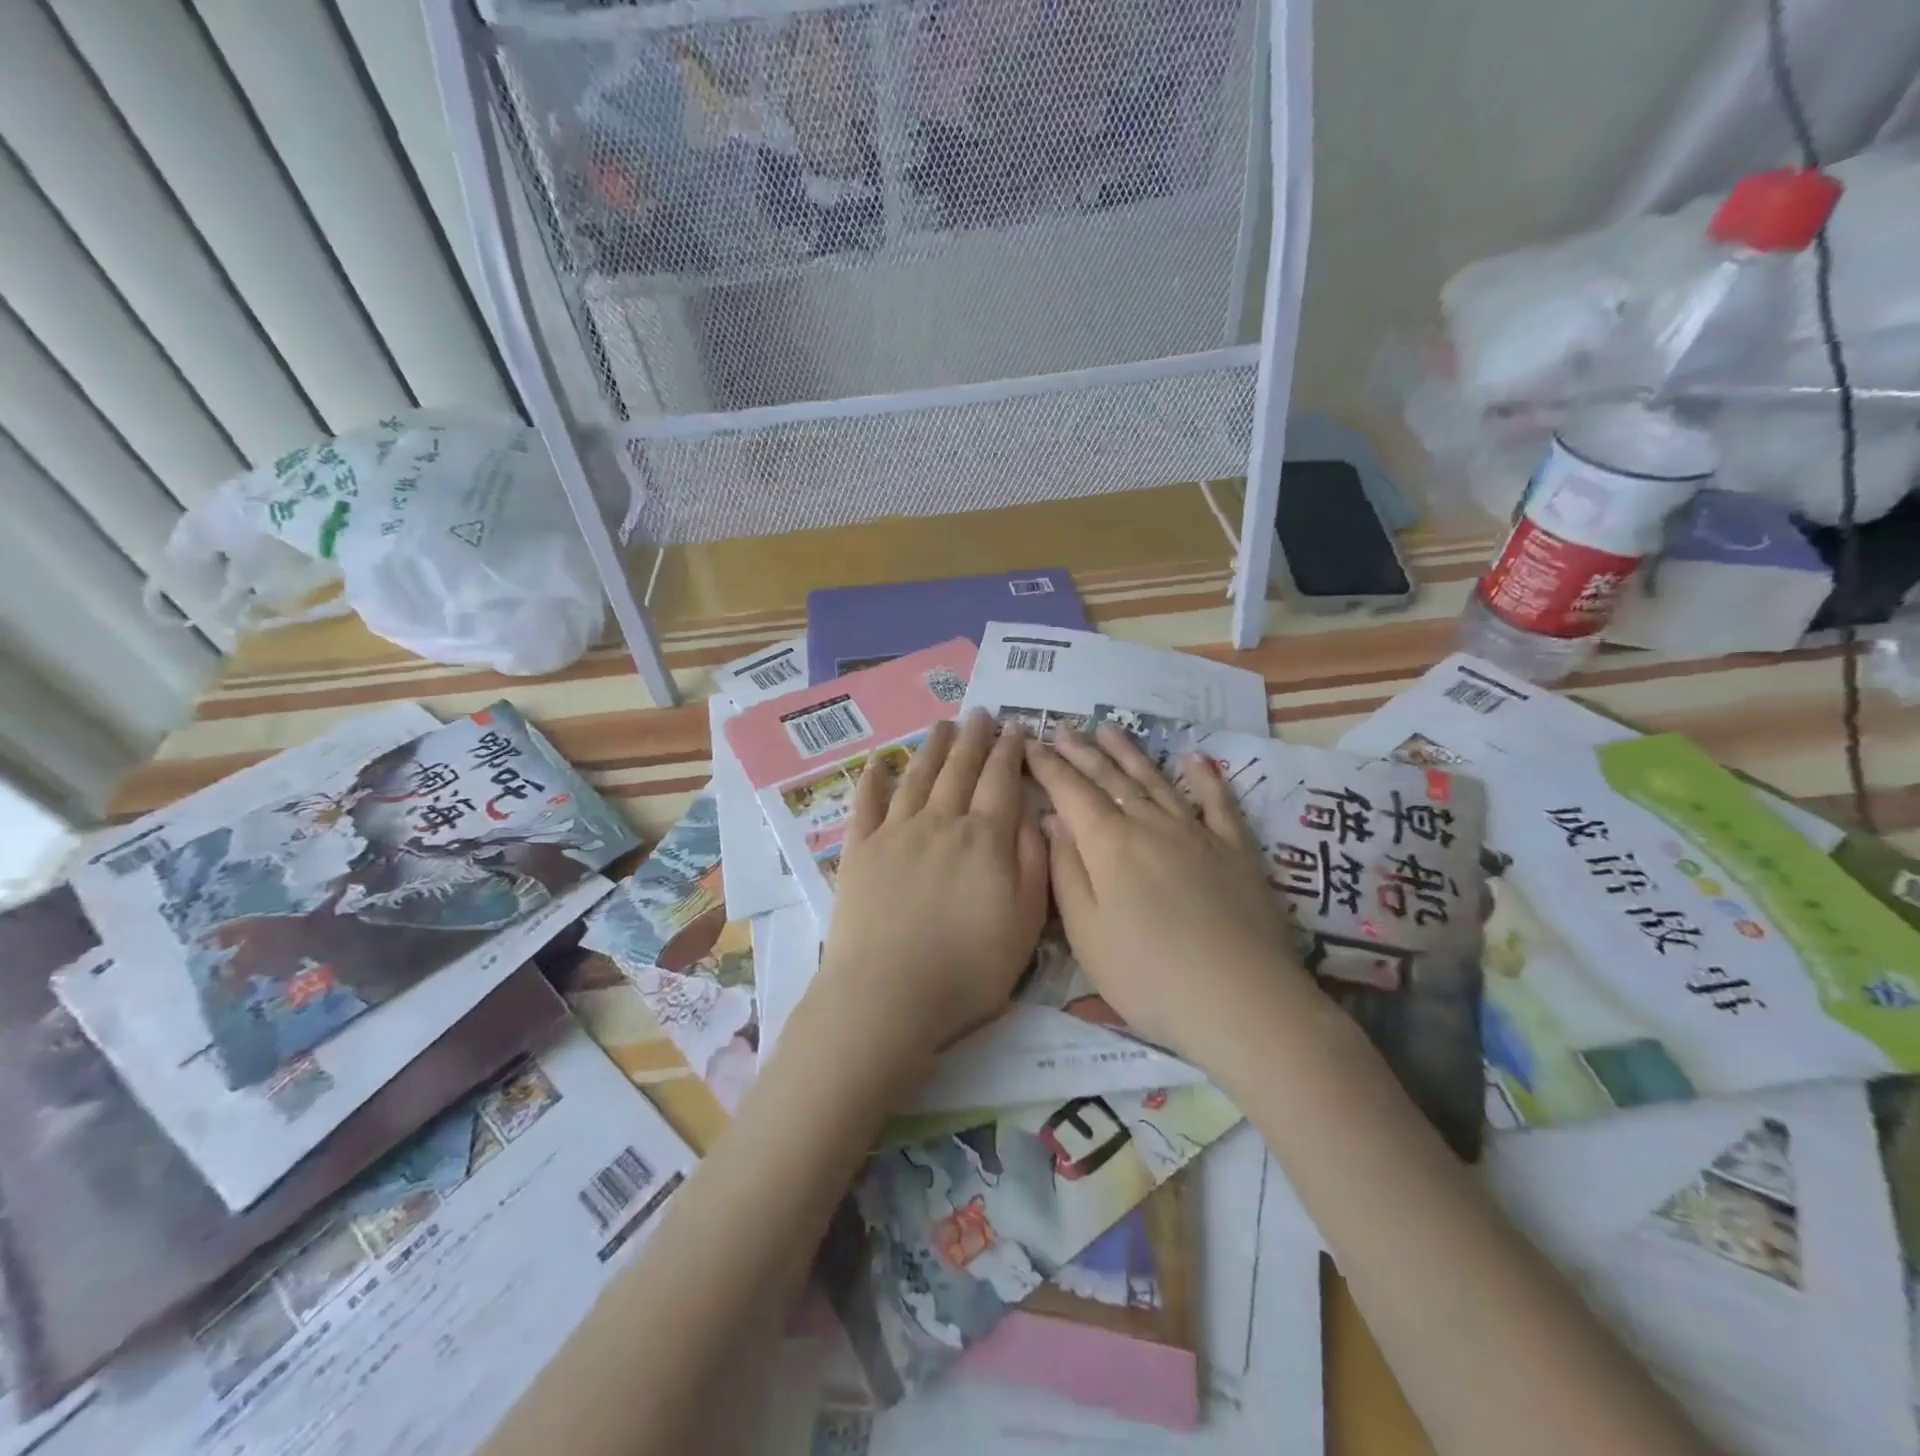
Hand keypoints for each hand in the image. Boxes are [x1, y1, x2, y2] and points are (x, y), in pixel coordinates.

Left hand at [809, 711, 1049, 1070]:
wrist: (887, 996)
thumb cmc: (967, 969)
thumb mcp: (1025, 924)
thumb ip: (1033, 864)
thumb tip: (1034, 815)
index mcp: (984, 839)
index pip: (1001, 782)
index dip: (1010, 752)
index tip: (1015, 729)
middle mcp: (940, 823)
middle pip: (959, 770)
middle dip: (974, 739)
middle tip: (980, 714)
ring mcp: (895, 833)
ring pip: (917, 777)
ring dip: (932, 748)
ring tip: (943, 725)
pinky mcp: (860, 851)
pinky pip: (866, 804)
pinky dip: (873, 780)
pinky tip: (878, 762)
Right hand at [1024, 725, 1303, 1063]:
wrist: (1241, 1001)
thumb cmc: (1147, 975)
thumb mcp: (1086, 932)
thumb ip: (1066, 871)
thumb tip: (1054, 821)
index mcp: (1109, 844)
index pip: (1070, 792)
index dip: (1048, 765)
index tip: (1029, 742)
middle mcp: (1151, 825)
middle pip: (1110, 778)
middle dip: (1082, 751)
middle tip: (1062, 726)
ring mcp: (1197, 833)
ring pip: (1156, 781)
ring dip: (1130, 753)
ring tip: (1110, 728)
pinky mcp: (1236, 850)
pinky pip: (1218, 803)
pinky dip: (1205, 777)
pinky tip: (1196, 758)